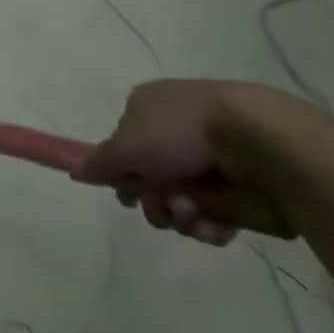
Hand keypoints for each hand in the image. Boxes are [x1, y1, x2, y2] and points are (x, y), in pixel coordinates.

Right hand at [79, 80, 302, 243]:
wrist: (257, 140)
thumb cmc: (181, 133)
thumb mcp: (126, 146)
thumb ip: (99, 162)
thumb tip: (76, 171)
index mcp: (149, 108)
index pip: (124, 146)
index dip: (123, 173)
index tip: (128, 191)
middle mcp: (177, 130)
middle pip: (151, 180)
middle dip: (153, 201)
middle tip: (161, 205)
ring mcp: (211, 158)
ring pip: (182, 202)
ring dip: (181, 214)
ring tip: (193, 211)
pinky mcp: (241, 186)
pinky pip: (215, 215)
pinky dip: (210, 224)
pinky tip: (215, 222)